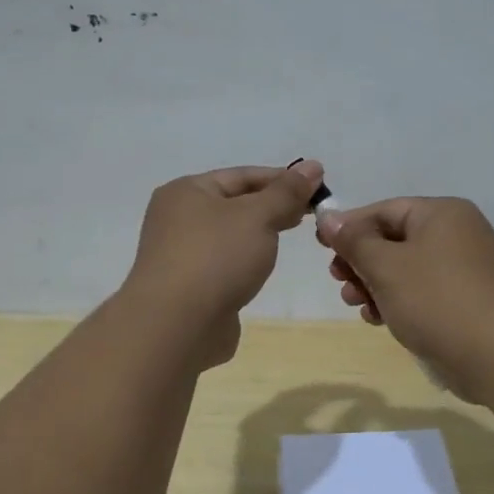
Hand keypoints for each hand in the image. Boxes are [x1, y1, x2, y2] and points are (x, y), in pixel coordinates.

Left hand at [122, 161, 323, 365]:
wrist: (176, 326)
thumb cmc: (216, 258)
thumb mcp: (257, 216)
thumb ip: (286, 192)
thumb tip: (313, 167)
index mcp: (186, 191)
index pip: (242, 175)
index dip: (281, 179)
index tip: (318, 187)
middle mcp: (177, 218)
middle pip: (234, 204)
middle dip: (272, 207)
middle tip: (311, 215)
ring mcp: (180, 255)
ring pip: (230, 236)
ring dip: (259, 235)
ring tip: (290, 238)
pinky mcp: (189, 287)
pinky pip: (224, 264)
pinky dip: (245, 262)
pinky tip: (263, 269)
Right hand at [318, 197, 493, 396]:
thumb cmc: (437, 300)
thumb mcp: (385, 266)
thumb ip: (353, 240)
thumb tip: (328, 216)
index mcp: (441, 214)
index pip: (383, 210)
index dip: (349, 227)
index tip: (320, 247)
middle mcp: (457, 234)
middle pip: (394, 239)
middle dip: (361, 261)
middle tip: (338, 281)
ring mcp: (465, 269)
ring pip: (406, 269)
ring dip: (375, 284)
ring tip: (356, 304)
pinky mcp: (467, 301)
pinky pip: (423, 292)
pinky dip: (398, 301)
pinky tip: (379, 319)